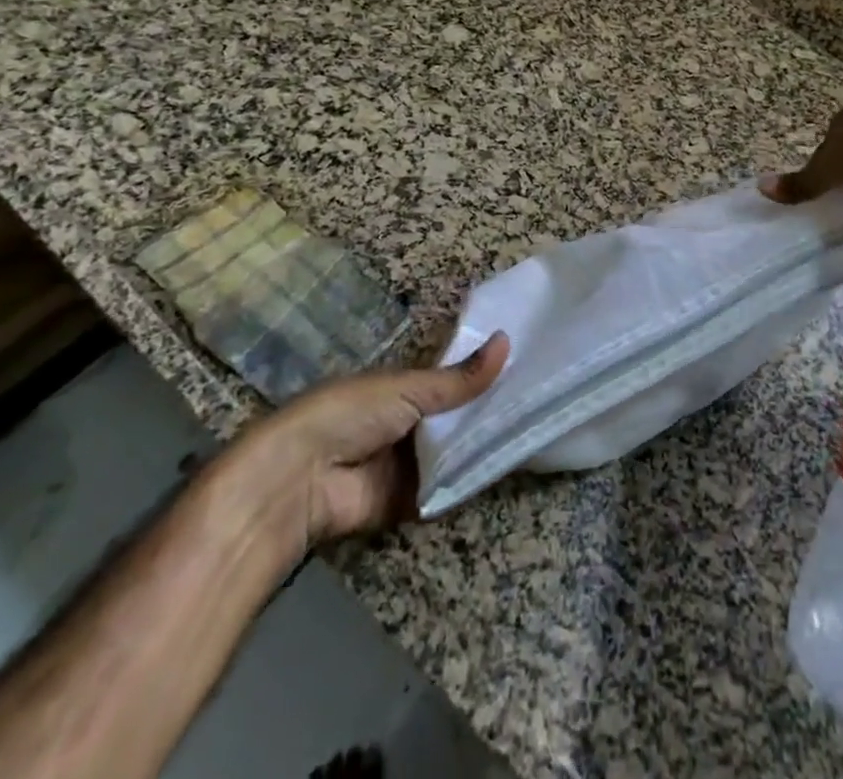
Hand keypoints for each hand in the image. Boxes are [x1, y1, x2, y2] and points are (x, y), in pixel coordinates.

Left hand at [226, 333, 510, 555]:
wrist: (301, 481)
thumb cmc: (349, 414)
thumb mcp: (407, 389)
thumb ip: (458, 379)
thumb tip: (508, 340)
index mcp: (403, 388)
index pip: (452, 378)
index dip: (483, 372)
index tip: (527, 362)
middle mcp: (410, 423)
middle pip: (459, 417)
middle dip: (490, 410)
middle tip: (541, 398)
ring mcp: (411, 463)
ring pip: (458, 451)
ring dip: (485, 444)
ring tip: (537, 427)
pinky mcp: (412, 501)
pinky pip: (450, 488)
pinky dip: (473, 479)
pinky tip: (511, 464)